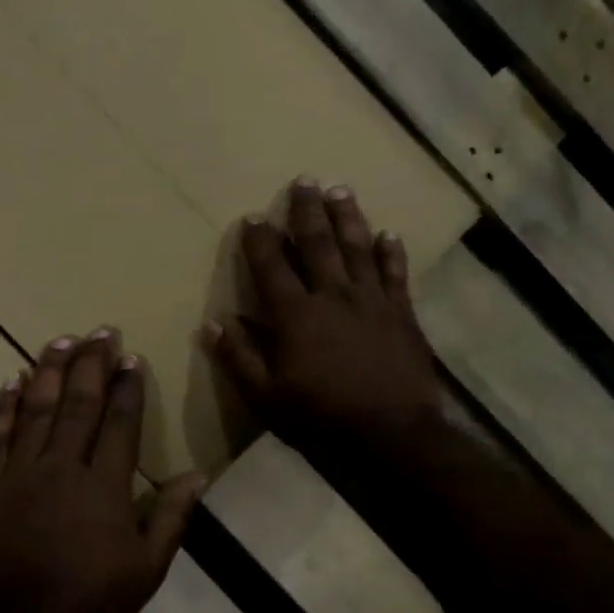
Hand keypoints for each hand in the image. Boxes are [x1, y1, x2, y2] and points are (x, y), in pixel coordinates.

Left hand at [0, 330, 203, 612]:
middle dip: (92, 364)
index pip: (119, 422)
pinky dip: (4, 407)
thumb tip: (198, 474)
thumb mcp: (148, 564)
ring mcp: (22, 474)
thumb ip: (171, 515)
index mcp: (104, 485)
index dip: (127, 387)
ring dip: (50, 372)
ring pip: (37, 410)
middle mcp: (63, 467)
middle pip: (79, 404)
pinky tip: (11, 382)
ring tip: (60, 341)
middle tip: (101, 331)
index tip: (131, 358)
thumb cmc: (94, 597)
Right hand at [205, 178, 440, 455]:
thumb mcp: (267, 397)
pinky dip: (392, 252)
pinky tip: (389, 233)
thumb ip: (239, 358)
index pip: (271, 266)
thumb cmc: (323, 416)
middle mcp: (333, 295)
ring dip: (348, 217)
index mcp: (296, 315)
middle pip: (318, 243)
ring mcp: (372, 300)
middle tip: (304, 180)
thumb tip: (211, 324)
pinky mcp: (402, 312)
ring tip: (340, 190)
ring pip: (358, 247)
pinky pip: (396, 273)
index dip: (260, 240)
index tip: (253, 217)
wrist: (393, 431)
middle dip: (307, 210)